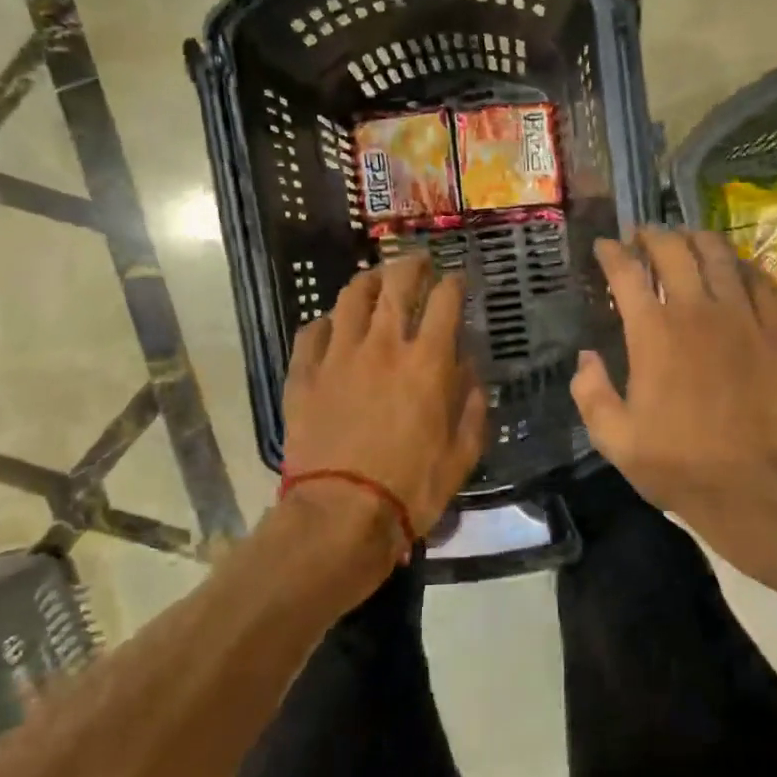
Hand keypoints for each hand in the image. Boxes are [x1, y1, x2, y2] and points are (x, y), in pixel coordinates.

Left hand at [282, 255, 487, 546]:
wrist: (341, 514)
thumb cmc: (411, 488)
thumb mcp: (462, 454)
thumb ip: (472, 406)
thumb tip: (471, 372)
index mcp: (427, 362)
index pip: (445, 301)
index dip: (454, 283)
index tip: (458, 279)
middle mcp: (383, 346)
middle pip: (396, 285)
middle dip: (412, 266)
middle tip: (419, 262)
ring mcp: (338, 357)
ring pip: (351, 298)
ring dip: (368, 281)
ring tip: (376, 279)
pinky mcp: (304, 375)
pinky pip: (312, 333)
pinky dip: (326, 322)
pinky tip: (332, 325)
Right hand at [573, 227, 776, 549]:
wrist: (748, 485)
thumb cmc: (675, 463)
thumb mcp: (612, 437)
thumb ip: (590, 391)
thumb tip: (586, 357)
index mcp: (652, 333)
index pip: (627, 272)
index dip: (611, 252)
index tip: (603, 246)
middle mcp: (697, 312)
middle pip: (674, 250)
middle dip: (653, 235)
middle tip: (642, 237)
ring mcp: (743, 318)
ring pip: (720, 256)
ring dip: (697, 240)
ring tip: (686, 240)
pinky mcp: (776, 332)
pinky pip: (761, 282)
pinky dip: (742, 267)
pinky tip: (734, 270)